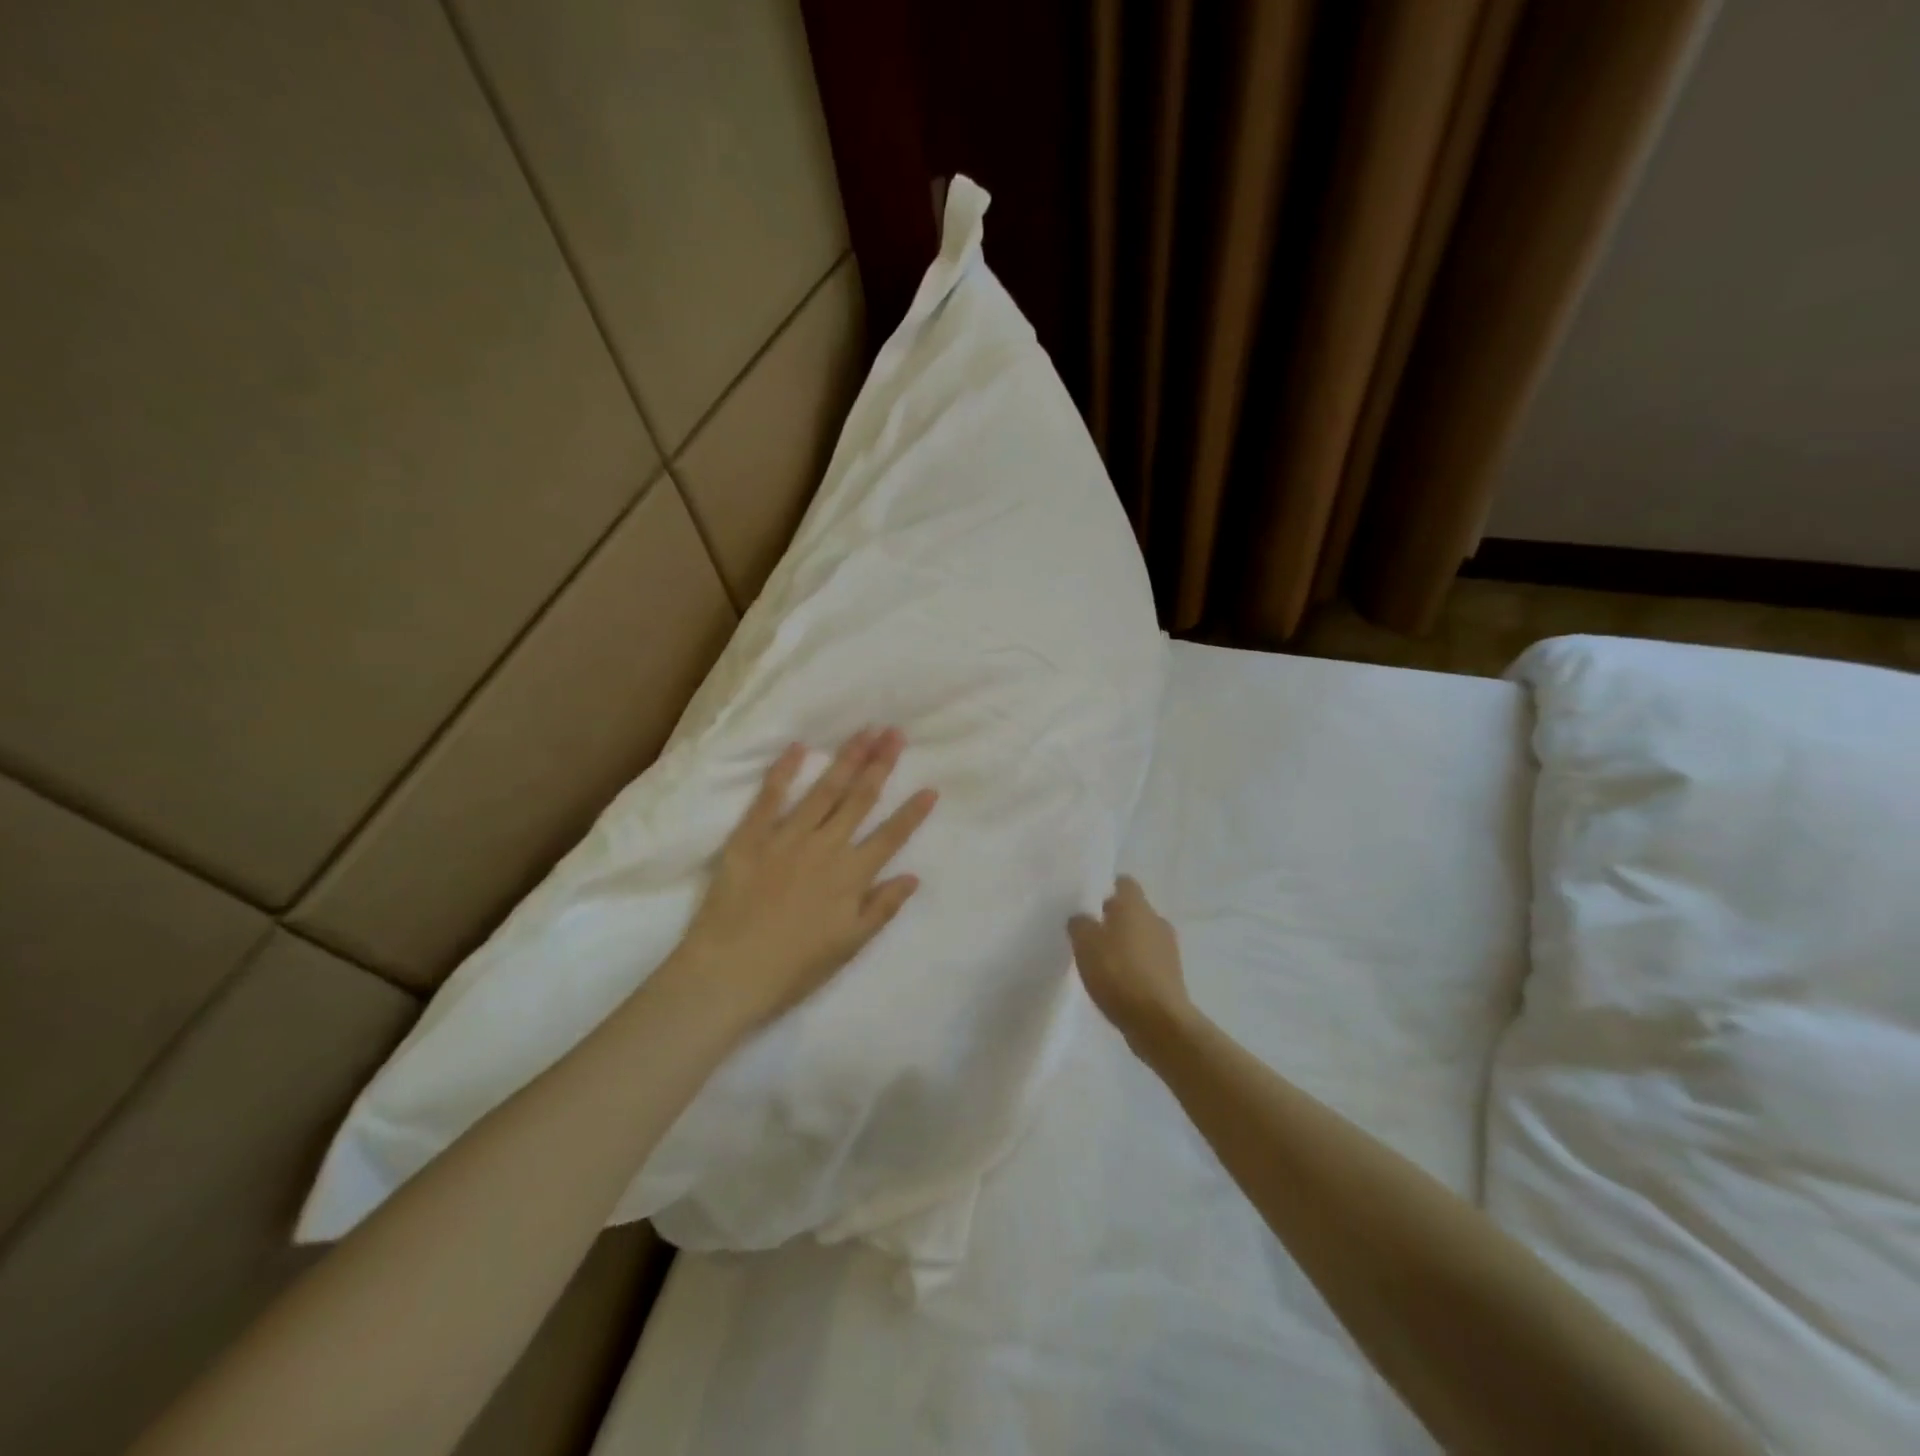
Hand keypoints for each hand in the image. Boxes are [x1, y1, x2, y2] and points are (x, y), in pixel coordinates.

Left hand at [674, 727, 936, 1030]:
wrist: (728, 973)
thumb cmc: (793, 968)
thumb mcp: (848, 946)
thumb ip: (882, 908)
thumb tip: (912, 877)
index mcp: (851, 876)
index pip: (890, 836)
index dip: (912, 813)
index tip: (930, 788)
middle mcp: (825, 848)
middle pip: (860, 799)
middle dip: (881, 765)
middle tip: (895, 734)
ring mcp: (787, 838)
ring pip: (824, 790)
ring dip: (847, 759)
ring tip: (865, 731)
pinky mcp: (750, 837)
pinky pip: (770, 797)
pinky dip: (784, 771)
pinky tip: (799, 747)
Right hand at [1068, 876, 1193, 1047]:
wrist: (1158, 1021)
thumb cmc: (1118, 972)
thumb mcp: (1085, 943)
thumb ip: (1080, 924)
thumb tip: (1082, 918)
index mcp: (1136, 906)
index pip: (1124, 883)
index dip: (1107, 888)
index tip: (1089, 901)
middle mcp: (1156, 920)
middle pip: (1133, 911)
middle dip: (1114, 919)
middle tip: (1089, 933)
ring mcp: (1168, 950)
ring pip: (1141, 937)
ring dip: (1125, 945)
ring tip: (1101, 961)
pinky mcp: (1171, 977)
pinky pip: (1148, 962)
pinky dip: (1134, 967)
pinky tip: (1116, 983)